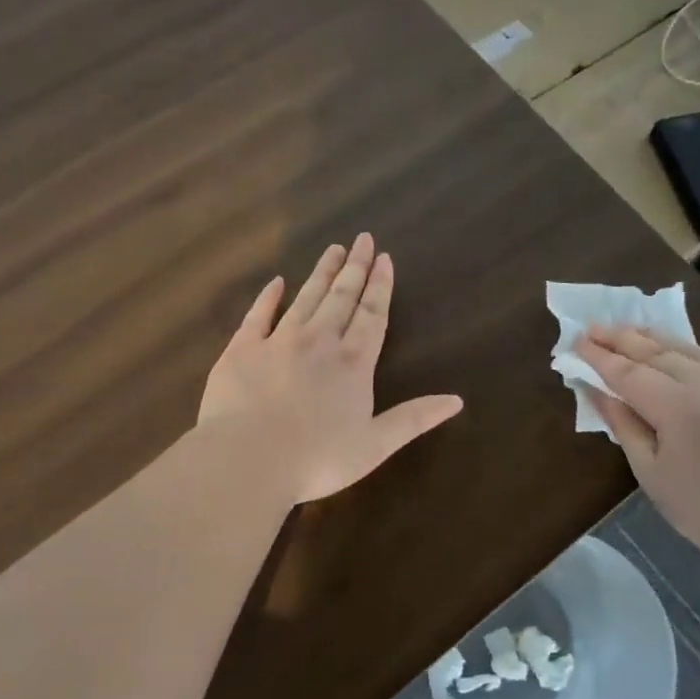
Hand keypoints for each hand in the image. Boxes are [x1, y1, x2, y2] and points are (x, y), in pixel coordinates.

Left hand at [200, 234, 463, 504]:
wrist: (247, 458)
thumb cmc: (316, 459)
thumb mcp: (375, 445)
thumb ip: (414, 419)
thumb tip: (457, 400)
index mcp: (353, 363)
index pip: (372, 315)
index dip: (380, 286)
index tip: (384, 258)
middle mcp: (320, 341)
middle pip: (341, 297)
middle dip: (355, 268)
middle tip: (363, 239)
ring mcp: (278, 340)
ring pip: (306, 297)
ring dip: (321, 272)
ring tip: (333, 249)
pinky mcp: (242, 348)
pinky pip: (258, 314)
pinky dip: (268, 296)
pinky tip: (277, 282)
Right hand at [577, 326, 699, 578]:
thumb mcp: (649, 470)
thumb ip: (621, 423)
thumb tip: (595, 389)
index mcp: (678, 407)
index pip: (627, 372)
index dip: (599, 357)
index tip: (575, 342)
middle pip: (655, 351)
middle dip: (620, 338)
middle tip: (592, 328)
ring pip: (686, 349)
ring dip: (651, 337)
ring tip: (624, 330)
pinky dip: (683, 350)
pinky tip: (668, 348)